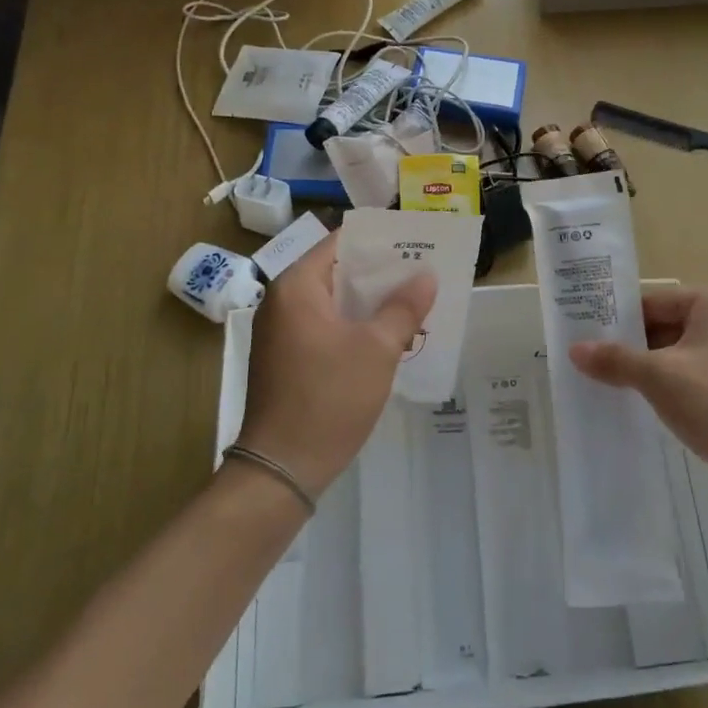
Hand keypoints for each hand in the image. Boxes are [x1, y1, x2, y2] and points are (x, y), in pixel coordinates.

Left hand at [238, 234, 435, 496]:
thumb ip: (404, 307)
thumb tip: (426, 275)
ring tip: (412, 300)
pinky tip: (386, 334)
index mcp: (296, 287)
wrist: (282, 467)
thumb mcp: (378, 349)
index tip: (415, 241)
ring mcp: (280, 332)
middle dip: (379, 272)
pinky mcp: (286, 358)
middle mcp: (281, 301)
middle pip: (336, 270)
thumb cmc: (329, 397)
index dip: (379, 240)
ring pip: (332, 301)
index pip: (339, 242)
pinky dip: (353, 324)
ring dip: (369, 301)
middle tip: (422, 270)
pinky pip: (324, 326)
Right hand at [569, 286, 707, 493]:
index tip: (586, 339)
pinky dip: (679, 388)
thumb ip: (615, 360)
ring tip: (617, 389)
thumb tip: (575, 349)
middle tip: (595, 366)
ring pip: (685, 354)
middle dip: (635, 348)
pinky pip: (703, 377)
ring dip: (655, 371)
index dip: (618, 321)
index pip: (653, 302)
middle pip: (669, 326)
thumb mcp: (659, 378)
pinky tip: (656, 409)